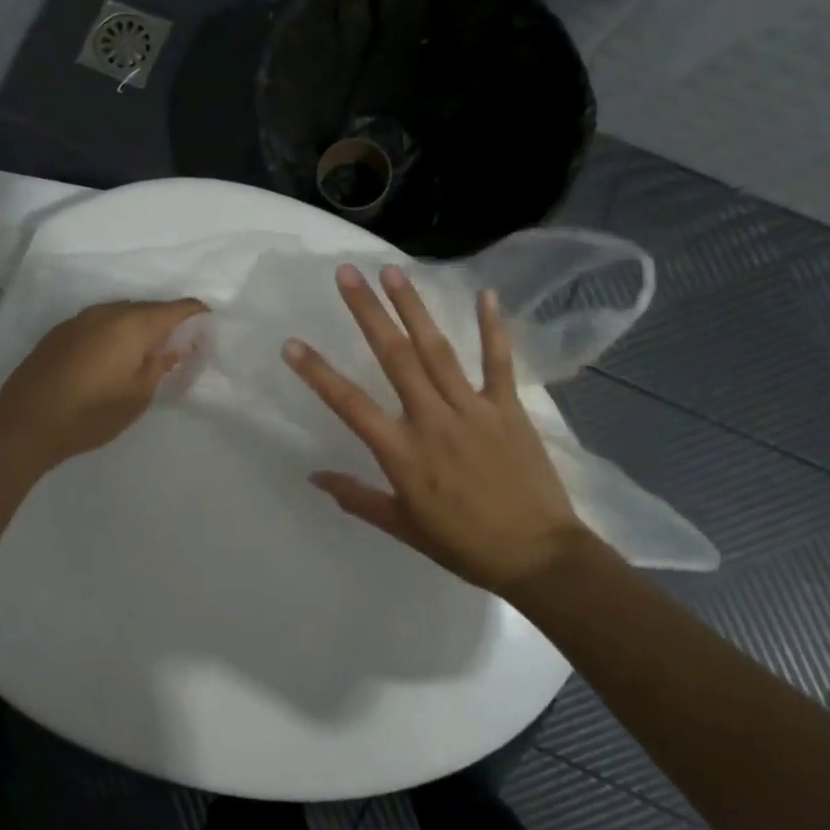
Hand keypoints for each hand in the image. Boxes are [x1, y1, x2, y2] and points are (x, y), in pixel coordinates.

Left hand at [0, 298, 207, 472]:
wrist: (25, 423)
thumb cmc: (91, 413)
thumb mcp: (138, 396)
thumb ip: (161, 365)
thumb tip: (177, 347)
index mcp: (133, 324)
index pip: (177, 308)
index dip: (197, 316)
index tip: (209, 332)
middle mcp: (107, 311)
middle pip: (149, 308)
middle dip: (169, 322)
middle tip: (182, 346)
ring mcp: (80, 319)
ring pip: (123, 314)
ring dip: (140, 327)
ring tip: (149, 352)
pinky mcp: (61, 331)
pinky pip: (101, 322)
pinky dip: (116, 333)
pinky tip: (115, 356)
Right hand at [283, 265, 594, 597]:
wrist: (538, 558)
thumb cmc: (464, 545)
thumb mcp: (403, 526)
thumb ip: (357, 497)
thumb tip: (313, 476)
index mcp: (401, 452)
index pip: (349, 404)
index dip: (317, 373)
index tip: (291, 344)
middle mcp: (432, 419)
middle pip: (393, 357)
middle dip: (367, 312)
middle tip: (345, 273)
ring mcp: (472, 409)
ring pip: (437, 349)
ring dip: (413, 307)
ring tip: (392, 271)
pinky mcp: (507, 407)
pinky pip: (498, 362)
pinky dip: (492, 328)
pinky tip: (486, 293)